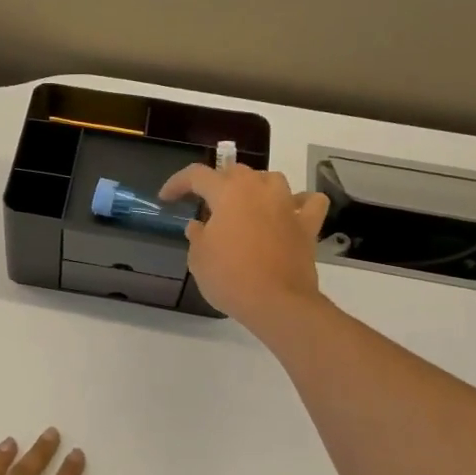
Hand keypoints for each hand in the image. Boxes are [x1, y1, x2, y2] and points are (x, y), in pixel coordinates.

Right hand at [159, 163, 330, 334]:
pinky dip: (300, 203)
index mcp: (228, 192)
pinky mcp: (307, 225)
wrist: (277, 302)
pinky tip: (290, 212)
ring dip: (256, 186)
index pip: (196, 175)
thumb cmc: (230, 278)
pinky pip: (309, 202)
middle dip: (217, 183)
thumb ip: (197, 235)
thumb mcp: (198, 258)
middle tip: (206, 204)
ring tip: (246, 204)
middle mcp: (259, 189)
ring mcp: (287, 205)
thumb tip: (199, 226)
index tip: (166, 198)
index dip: (177, 183)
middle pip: (236, 172)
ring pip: (272, 179)